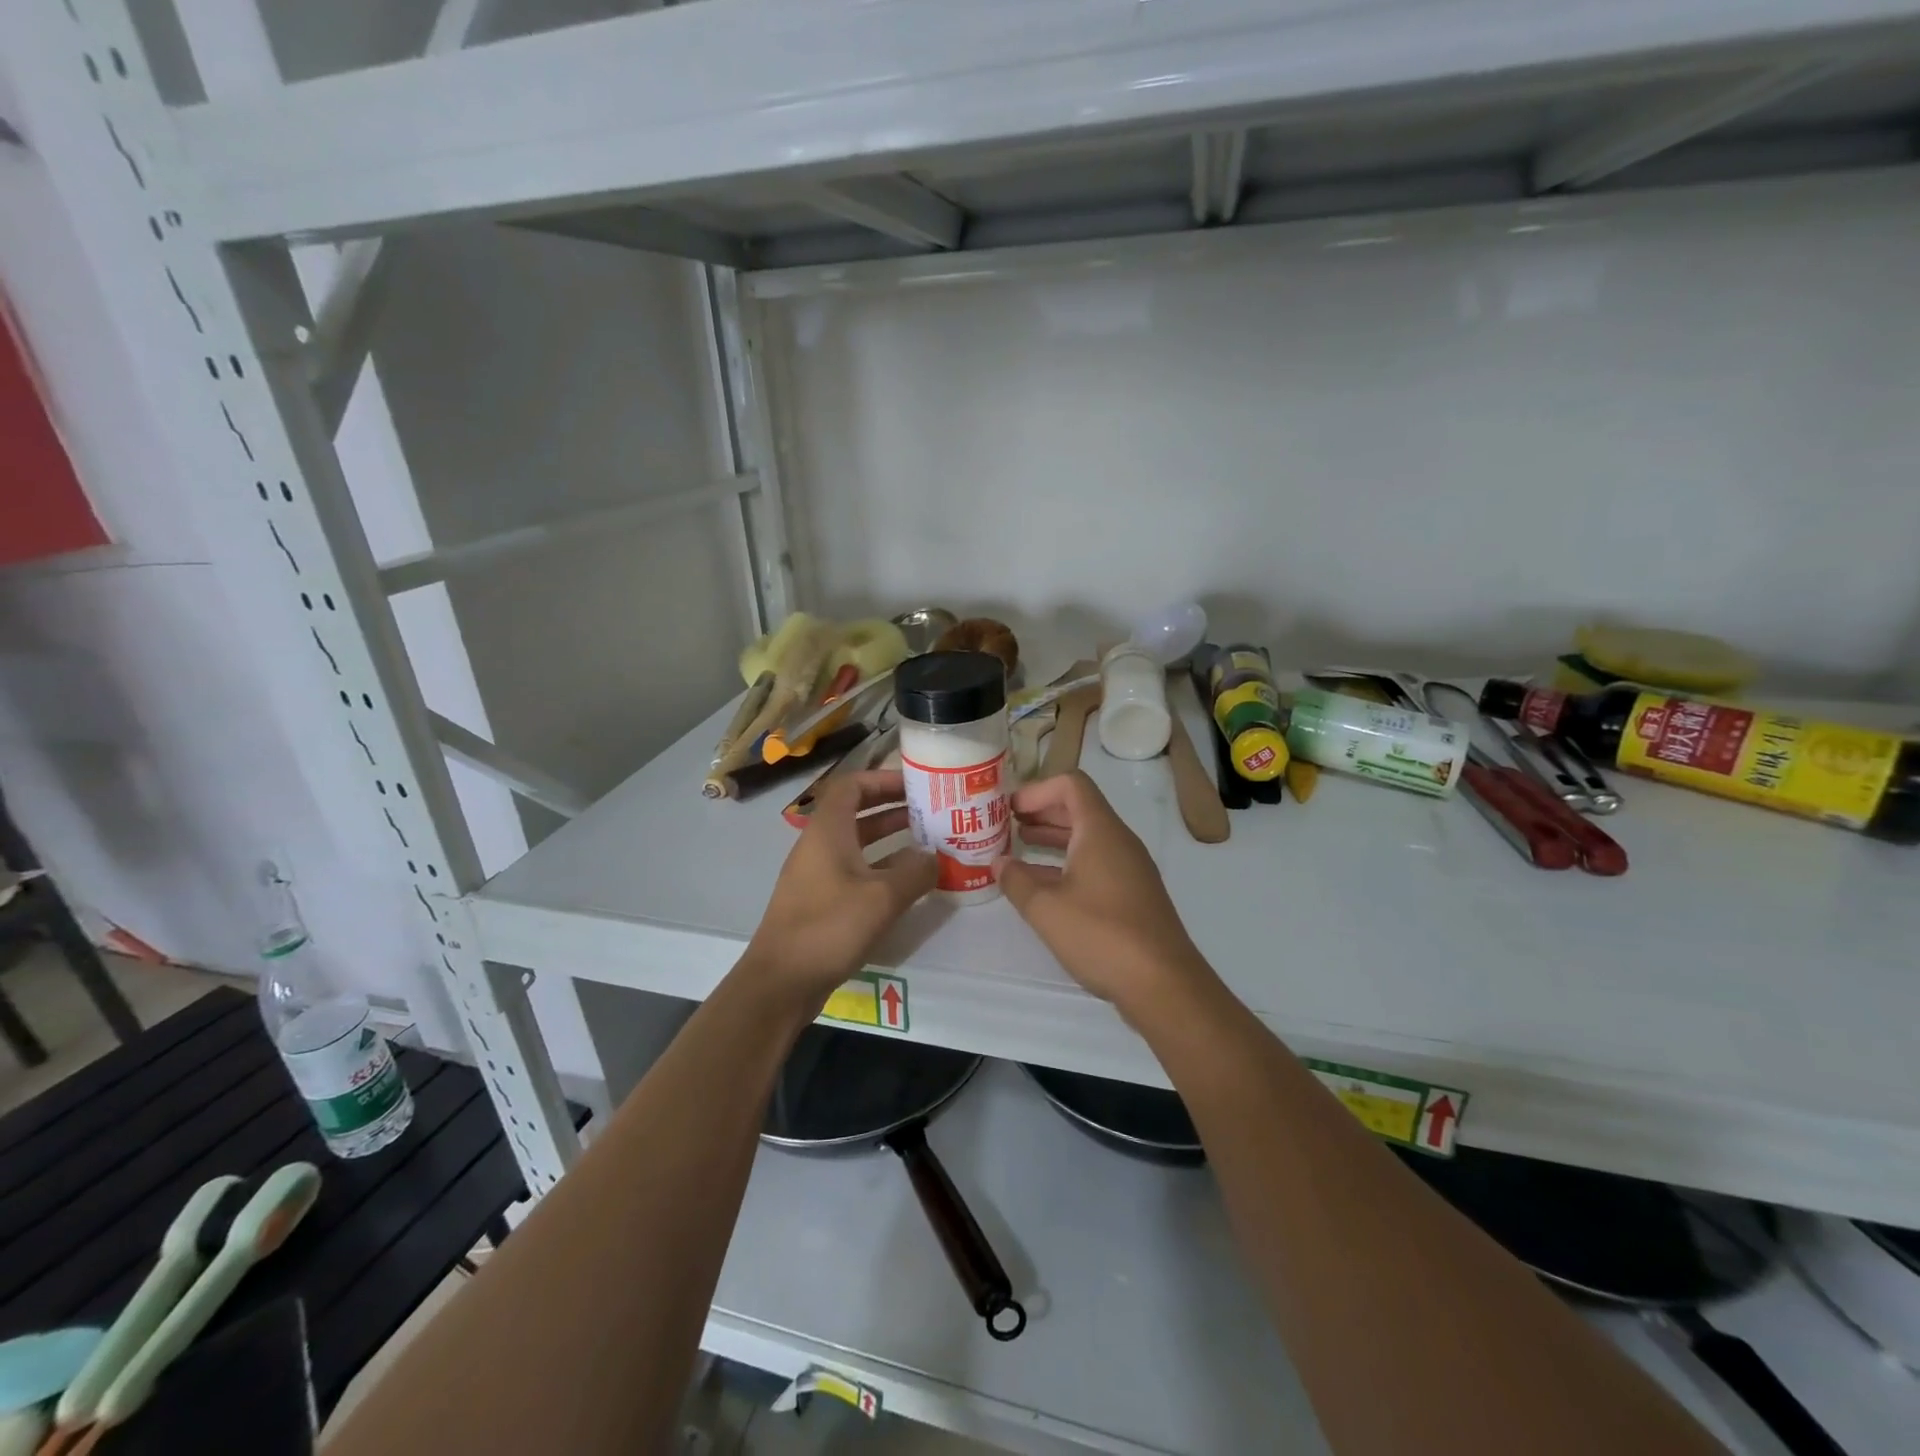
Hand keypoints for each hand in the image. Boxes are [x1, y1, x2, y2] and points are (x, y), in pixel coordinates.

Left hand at [743, 770, 935, 1007]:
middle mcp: (819, 845)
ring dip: (889, 838)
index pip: (852, 785)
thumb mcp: (882, 898)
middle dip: (892, 807)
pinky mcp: (819, 901)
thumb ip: (915, 873)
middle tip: (929, 810)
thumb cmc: (829, 927)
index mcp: (828, 831)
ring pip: (857, 843)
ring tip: (927, 842)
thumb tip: (935, 857)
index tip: (916, 785)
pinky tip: (907, 883)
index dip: (883, 779)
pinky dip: (880, 867)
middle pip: (856, 811)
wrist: (781, 981)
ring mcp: (817, 874)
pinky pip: (854, 870)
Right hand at [994, 772, 1214, 1016]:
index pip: (1071, 784)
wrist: (1163, 984)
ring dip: (1054, 840)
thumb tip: (999, 863)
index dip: (1037, 790)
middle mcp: (1119, 841)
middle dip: (1042, 813)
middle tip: (1007, 825)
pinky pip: (1097, 864)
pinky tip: (1045, 887)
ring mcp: (1131, 869)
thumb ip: (1017, 881)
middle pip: (1079, 809)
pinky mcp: (1134, 895)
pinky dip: (1069, 864)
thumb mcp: (1046, 908)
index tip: (1009, 809)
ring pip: (1088, 839)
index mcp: (1100, 831)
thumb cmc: (1101, 935)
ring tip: (1019, 850)